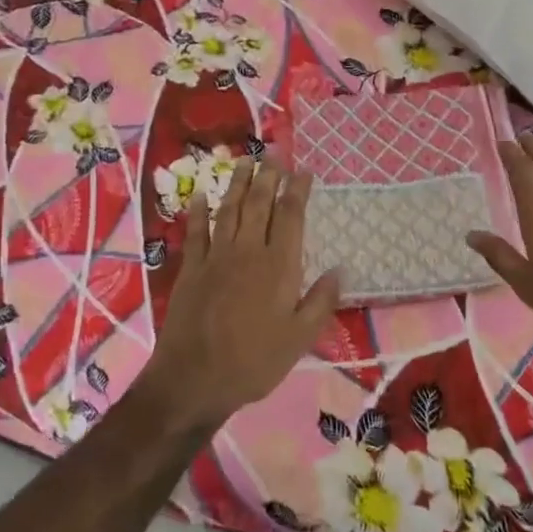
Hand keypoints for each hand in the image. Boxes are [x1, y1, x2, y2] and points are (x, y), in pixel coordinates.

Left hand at [144, 158, 340, 429]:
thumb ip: (321, 301)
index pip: (291, 216)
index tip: (303, 171)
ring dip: (237, 183)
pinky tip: (200, 196)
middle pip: (259, 204)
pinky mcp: (191, 268)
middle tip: (273, 153)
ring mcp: (216, 257)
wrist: (195, 378)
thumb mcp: (300, 339)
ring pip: (228, 209)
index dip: (297, 190)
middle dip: (268, 175)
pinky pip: (195, 231)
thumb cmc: (254, 361)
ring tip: (244, 161)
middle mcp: (248, 251)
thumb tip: (341, 269)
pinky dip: (198, 211)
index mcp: (279, 266)